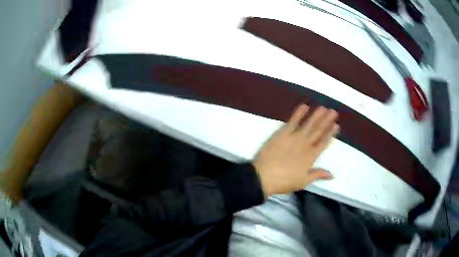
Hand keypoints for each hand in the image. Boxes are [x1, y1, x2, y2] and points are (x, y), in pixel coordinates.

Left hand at [253, 104, 338, 197]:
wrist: (264, 177)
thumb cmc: (284, 181)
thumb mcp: (303, 181)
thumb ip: (318, 175)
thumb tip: (333, 175)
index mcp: (310, 157)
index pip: (323, 143)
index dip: (330, 134)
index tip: (336, 125)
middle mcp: (305, 145)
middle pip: (318, 131)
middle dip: (326, 121)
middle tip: (333, 112)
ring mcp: (294, 138)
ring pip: (308, 124)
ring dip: (316, 115)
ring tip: (323, 108)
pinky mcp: (282, 134)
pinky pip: (292, 122)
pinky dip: (298, 114)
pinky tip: (304, 106)